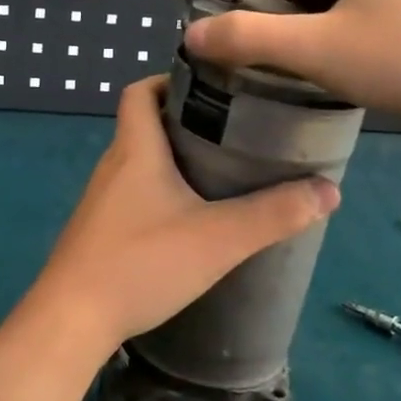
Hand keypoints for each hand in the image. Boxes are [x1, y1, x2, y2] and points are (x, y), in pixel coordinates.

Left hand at [20, 77, 339, 361]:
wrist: (71, 321)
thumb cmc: (142, 263)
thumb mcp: (218, 238)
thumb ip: (274, 214)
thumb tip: (329, 190)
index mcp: (135, 149)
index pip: (141, 91)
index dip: (170, 80)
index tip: (212, 87)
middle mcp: (112, 166)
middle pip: (144, 125)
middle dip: (185, 121)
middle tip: (234, 131)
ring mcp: (100, 201)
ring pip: (139, 163)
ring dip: (173, 160)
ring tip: (220, 172)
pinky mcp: (98, 232)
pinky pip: (132, 196)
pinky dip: (159, 193)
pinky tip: (187, 220)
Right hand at [185, 0, 400, 149]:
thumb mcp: (318, 49)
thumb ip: (250, 39)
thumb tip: (192, 33)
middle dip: (261, 2)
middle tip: (220, 18)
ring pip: (326, 3)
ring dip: (290, 22)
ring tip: (255, 40)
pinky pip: (348, 19)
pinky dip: (319, 35)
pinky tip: (306, 55)